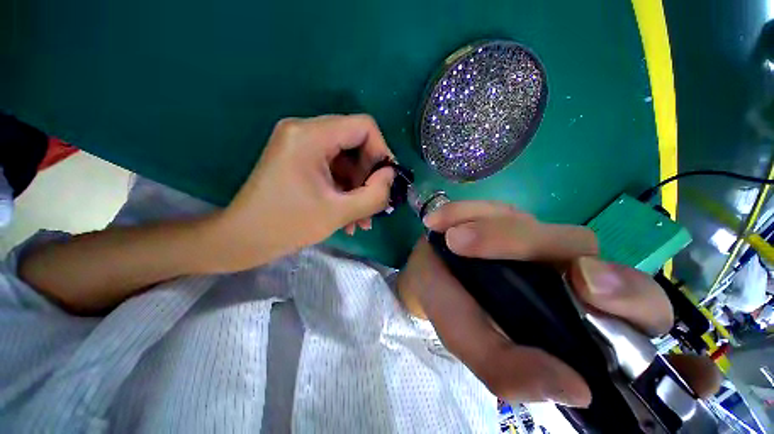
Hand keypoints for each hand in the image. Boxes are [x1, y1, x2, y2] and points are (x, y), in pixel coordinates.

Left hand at [212, 115, 394, 271]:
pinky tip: (349, 215)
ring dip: (358, 188)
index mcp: (310, 135)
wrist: (243, 239)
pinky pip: (333, 168)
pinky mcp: (299, 158)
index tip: (385, 182)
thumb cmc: (287, 226)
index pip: (364, 126)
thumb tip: (391, 176)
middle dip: (369, 175)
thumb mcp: (339, 213)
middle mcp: (304, 130)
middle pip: (356, 141)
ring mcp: (300, 144)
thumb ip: (375, 194)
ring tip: (362, 219)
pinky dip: (345, 189)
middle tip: (374, 204)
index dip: (382, 152)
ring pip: (346, 158)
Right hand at [397, 201, 720, 406]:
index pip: (641, 329)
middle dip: (610, 281)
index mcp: (567, 318)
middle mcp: (565, 276)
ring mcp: (538, 240)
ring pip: (556, 235)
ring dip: (502, 235)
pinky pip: (492, 208)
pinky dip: (465, 212)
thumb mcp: (468, 340)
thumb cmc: (448, 306)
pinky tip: (439, 222)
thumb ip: (504, 368)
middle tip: (577, 280)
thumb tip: (574, 390)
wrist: (425, 269)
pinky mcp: (505, 214)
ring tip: (454, 240)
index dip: (671, 348)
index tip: (687, 366)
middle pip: (624, 280)